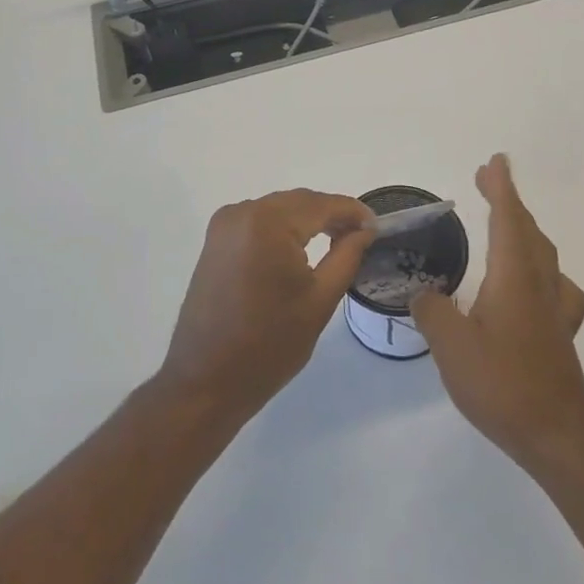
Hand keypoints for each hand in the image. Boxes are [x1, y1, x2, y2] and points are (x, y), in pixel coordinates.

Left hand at [158, 189, 375, 421]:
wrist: (206, 381)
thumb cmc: (269, 344)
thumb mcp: (320, 299)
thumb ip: (347, 255)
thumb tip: (365, 229)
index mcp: (268, 222)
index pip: (321, 205)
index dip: (353, 212)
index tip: (378, 226)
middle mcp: (242, 212)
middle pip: (299, 203)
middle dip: (332, 215)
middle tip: (362, 236)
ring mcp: (224, 225)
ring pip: (279, 210)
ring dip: (308, 221)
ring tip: (338, 241)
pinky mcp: (215, 241)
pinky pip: (259, 222)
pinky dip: (284, 229)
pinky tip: (303, 248)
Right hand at [411, 155, 583, 468]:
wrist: (556, 433)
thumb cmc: (501, 383)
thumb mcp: (451, 346)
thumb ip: (432, 312)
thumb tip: (424, 295)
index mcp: (513, 276)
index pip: (507, 218)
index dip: (501, 188)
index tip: (494, 161)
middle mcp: (539, 282)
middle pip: (527, 228)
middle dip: (508, 200)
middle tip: (487, 180)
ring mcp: (555, 307)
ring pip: (543, 253)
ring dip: (524, 229)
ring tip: (505, 223)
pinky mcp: (561, 331)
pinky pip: (555, 284)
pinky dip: (540, 268)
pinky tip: (534, 284)